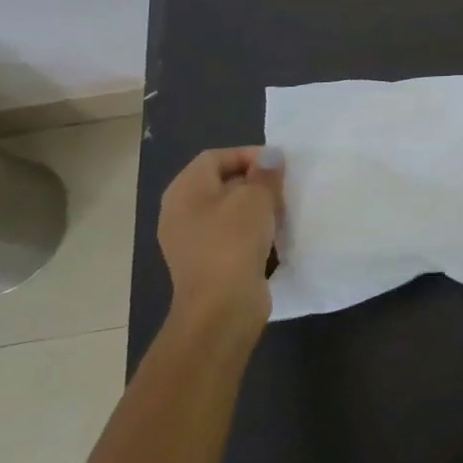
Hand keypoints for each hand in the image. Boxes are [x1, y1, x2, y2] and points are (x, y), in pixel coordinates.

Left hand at [157, 147, 283, 347]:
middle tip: (282, 188)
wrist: (221, 308)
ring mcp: (190, 240)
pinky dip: (249, 232)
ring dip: (254, 208)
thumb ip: (265, 173)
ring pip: (227, 211)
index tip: (278, 166)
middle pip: (220, 182)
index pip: (216, 157)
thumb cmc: (234, 241)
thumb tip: (269, 158)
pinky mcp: (204, 263)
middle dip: (254, 181)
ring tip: (280, 212)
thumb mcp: (256, 197)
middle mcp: (180, 211)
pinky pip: (229, 235)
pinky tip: (271, 238)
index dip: (248, 155)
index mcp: (185, 190)